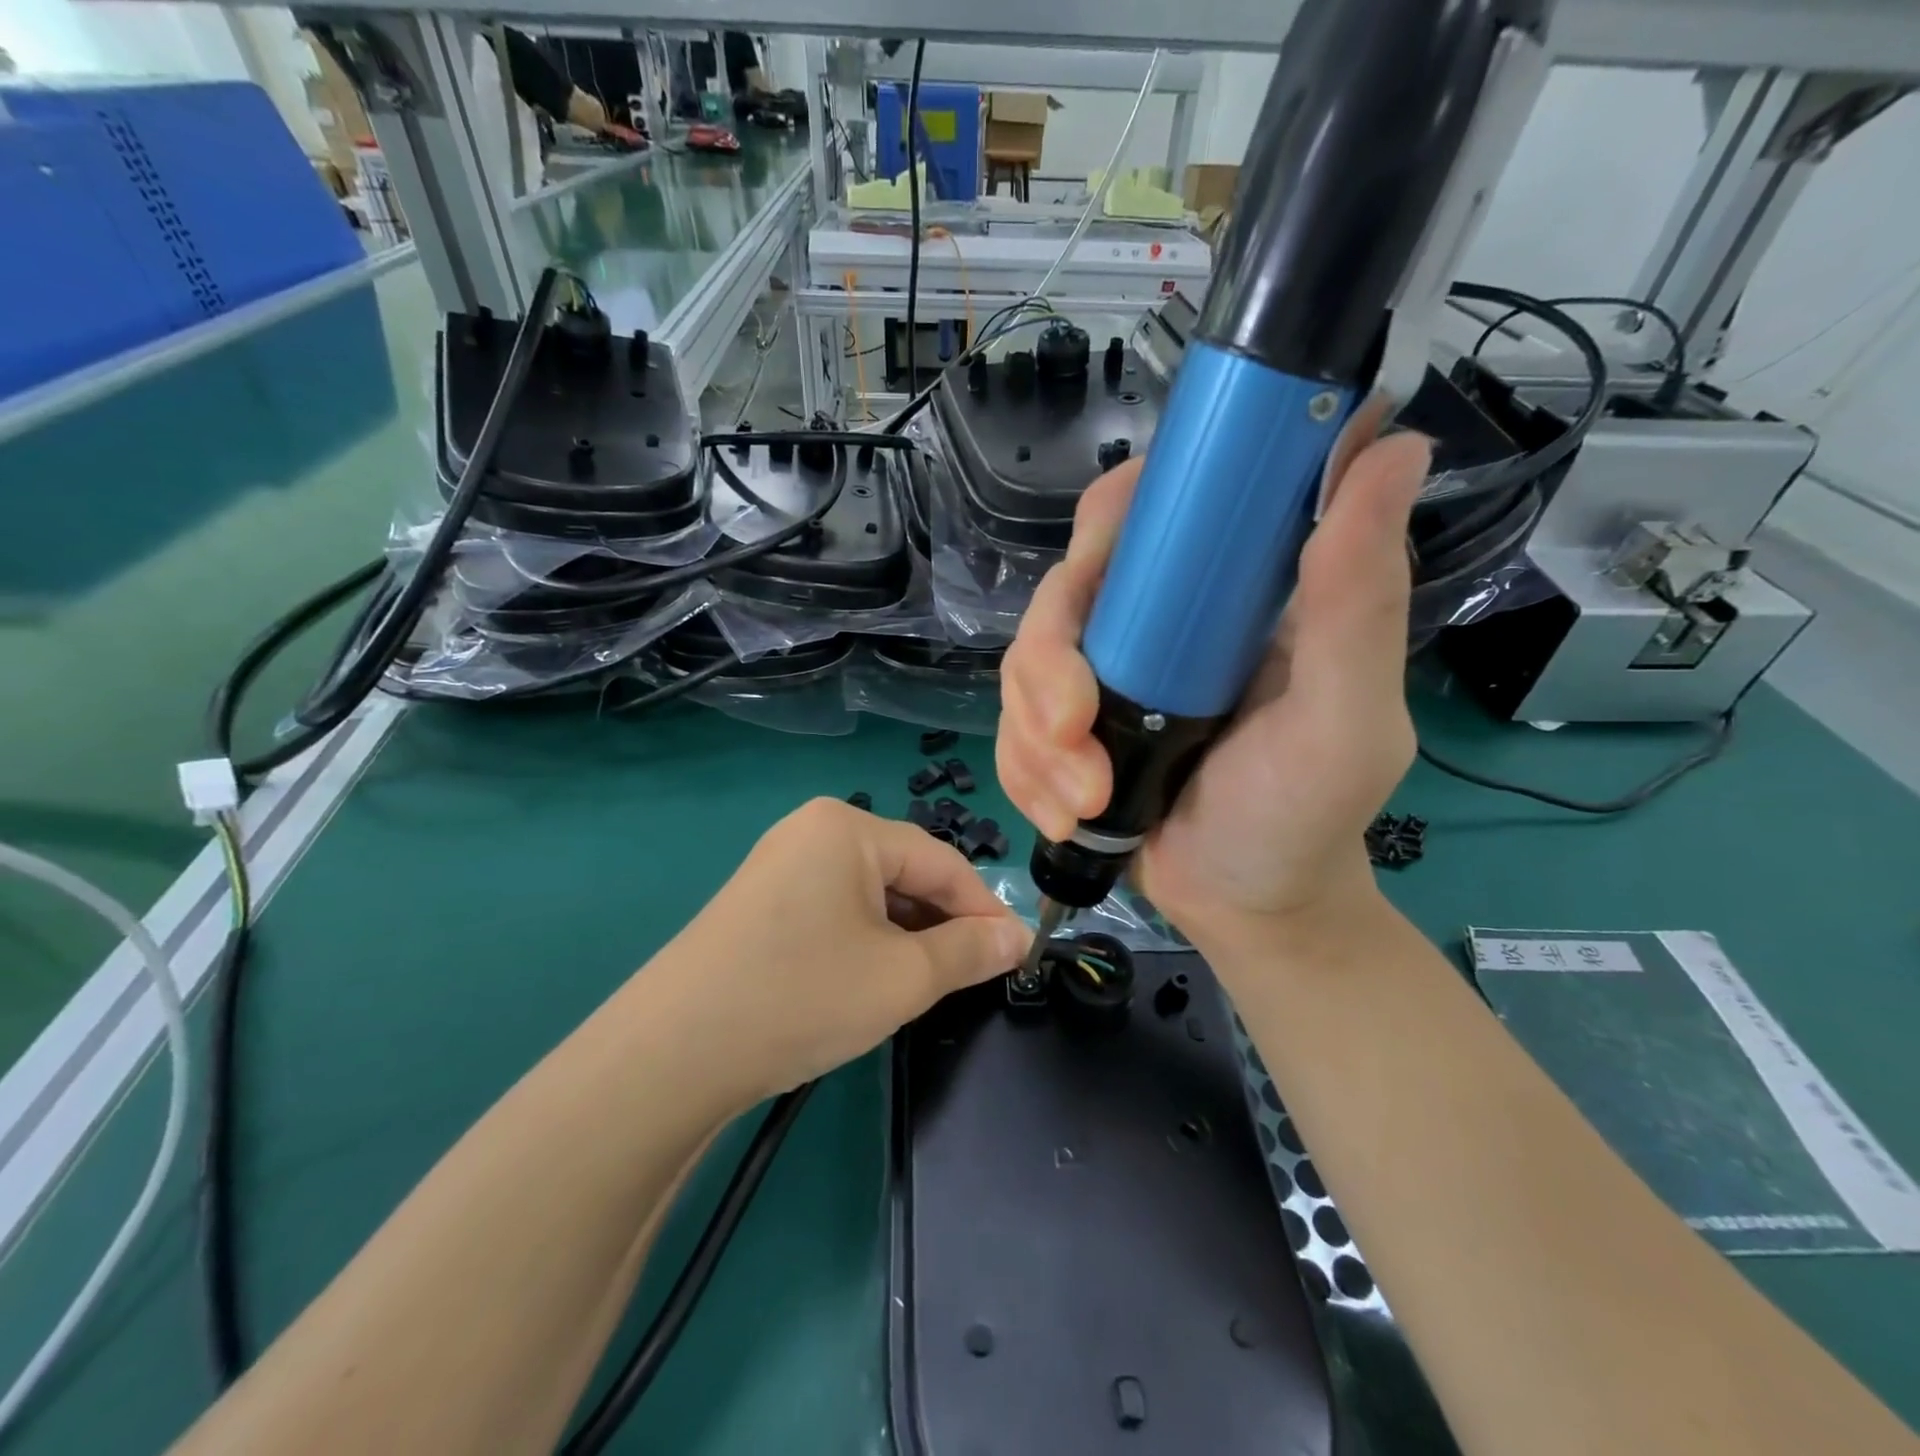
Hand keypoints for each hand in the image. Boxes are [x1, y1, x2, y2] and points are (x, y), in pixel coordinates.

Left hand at [651, 799, 1027, 1106]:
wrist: (670, 1055)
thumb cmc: (801, 997)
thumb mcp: (902, 977)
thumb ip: (969, 951)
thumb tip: (1016, 936)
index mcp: (847, 827)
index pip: (939, 860)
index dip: (983, 908)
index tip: (1014, 954)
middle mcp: (811, 831)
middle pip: (902, 874)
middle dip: (940, 924)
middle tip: (966, 978)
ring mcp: (779, 865)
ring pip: (868, 895)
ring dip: (903, 937)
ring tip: (919, 985)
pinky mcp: (760, 902)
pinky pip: (834, 910)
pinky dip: (864, 941)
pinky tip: (867, 981)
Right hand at [995, 409, 1430, 950]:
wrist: (1245, 908)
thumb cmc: (1305, 814)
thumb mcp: (1346, 716)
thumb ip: (1359, 599)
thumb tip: (1392, 444)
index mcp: (1221, 593)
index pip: (1147, 512)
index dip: (1109, 524)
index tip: (1098, 576)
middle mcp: (1151, 624)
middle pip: (1060, 593)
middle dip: (1048, 666)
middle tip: (1074, 732)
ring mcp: (1100, 679)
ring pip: (1021, 666)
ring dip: (1035, 740)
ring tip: (1083, 802)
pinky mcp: (1062, 732)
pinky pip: (1009, 729)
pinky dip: (1025, 774)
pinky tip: (1066, 816)